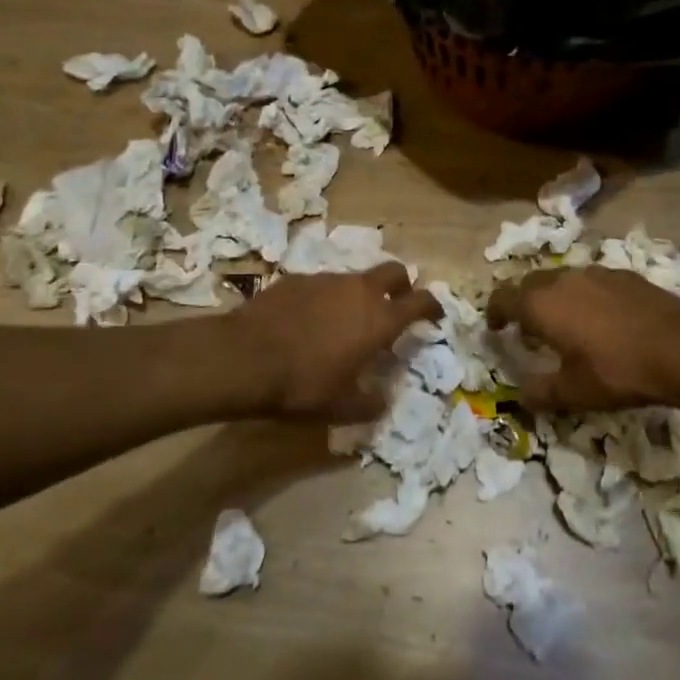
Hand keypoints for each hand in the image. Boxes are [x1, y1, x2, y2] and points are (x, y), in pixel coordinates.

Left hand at [236, 265, 440, 422]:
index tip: (435, 316)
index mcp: (379, 319)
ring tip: (346, 321)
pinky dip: (326, 299)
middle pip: (394, 271)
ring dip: (360, 294)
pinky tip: (310, 321)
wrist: (244, 358)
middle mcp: (359, 291)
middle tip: (396, 305)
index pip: (421, 301)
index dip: (432, 307)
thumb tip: (383, 400)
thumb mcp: (342, 408)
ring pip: (355, 278)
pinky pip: (323, 285)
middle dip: (402, 284)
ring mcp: (326, 280)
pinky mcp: (297, 279)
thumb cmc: (303, 385)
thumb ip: (371, 404)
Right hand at [486, 266, 679, 410]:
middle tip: (528, 329)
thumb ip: (542, 393)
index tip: (496, 328)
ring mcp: (594, 273)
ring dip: (554, 297)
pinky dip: (584, 296)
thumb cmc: (617, 371)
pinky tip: (602, 320)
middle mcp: (562, 280)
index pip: (502, 297)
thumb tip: (523, 398)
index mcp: (540, 304)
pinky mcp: (623, 275)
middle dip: (522, 303)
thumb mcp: (574, 393)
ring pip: (561, 279)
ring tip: (565, 324)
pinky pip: (590, 281)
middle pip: (529, 283)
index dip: (494, 312)